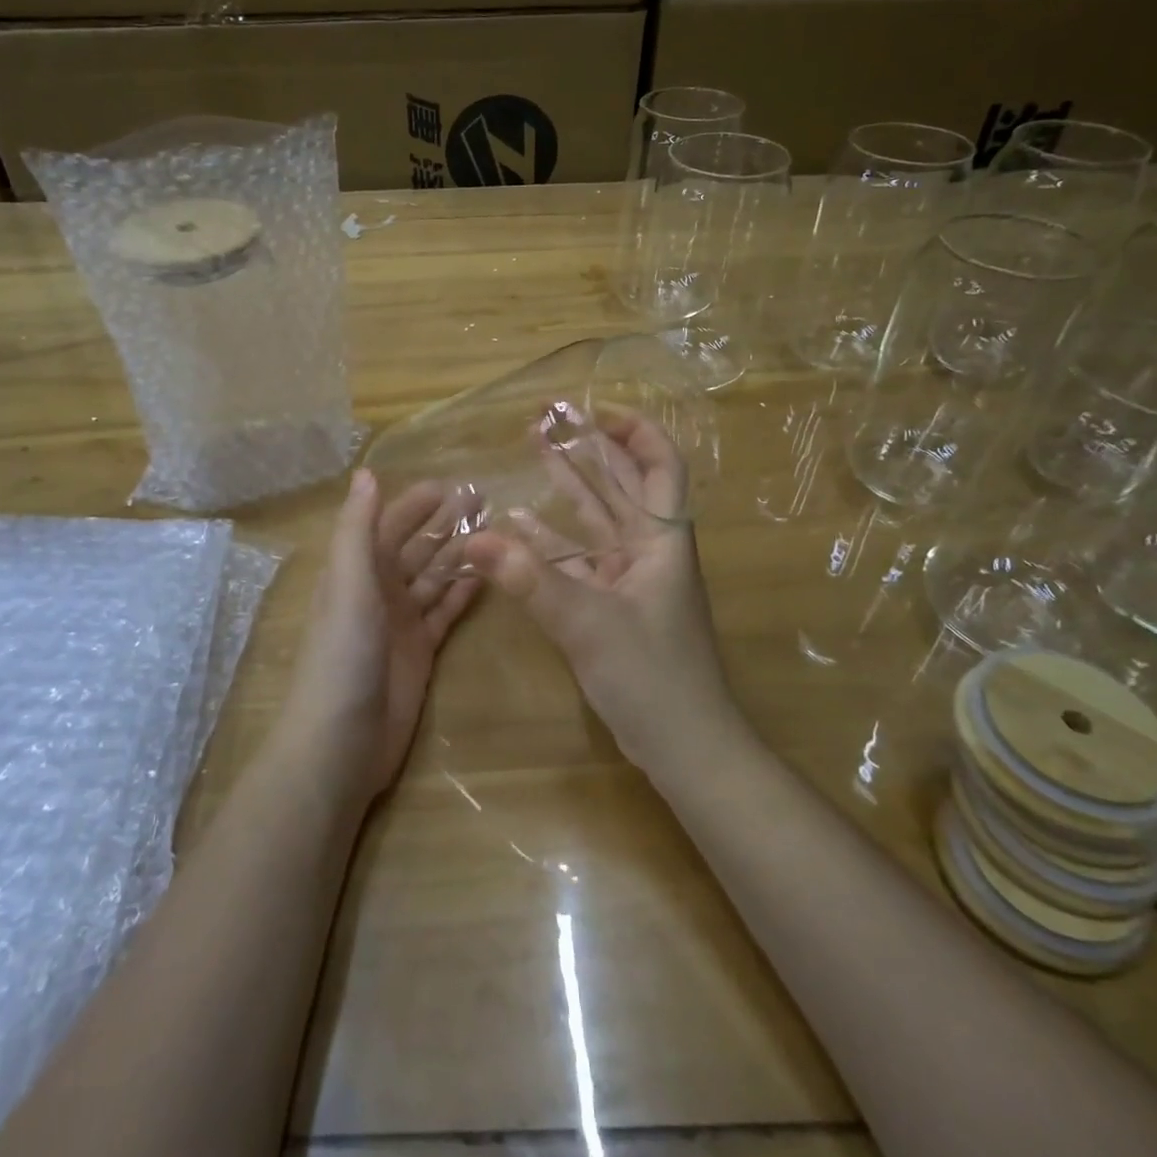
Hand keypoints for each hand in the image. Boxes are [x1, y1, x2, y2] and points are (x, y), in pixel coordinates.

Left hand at [278, 470, 480, 807]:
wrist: (341, 743)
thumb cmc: (343, 657)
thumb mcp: (348, 586)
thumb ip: (358, 530)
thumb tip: (366, 473)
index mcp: (357, 571)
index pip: (389, 525)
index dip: (416, 504)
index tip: (452, 484)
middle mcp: (379, 591)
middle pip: (417, 548)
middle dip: (446, 524)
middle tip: (486, 500)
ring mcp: (401, 622)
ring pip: (434, 578)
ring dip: (460, 554)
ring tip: (496, 532)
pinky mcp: (421, 651)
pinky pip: (445, 613)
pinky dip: (462, 594)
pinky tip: (487, 577)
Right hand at [464, 411, 741, 777]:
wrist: (684, 746)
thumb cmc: (651, 676)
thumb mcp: (587, 623)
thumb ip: (529, 580)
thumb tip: (472, 539)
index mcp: (662, 540)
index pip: (660, 466)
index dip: (634, 431)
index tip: (594, 410)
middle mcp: (649, 550)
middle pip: (623, 484)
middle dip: (589, 449)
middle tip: (548, 421)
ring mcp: (631, 578)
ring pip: (599, 519)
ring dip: (569, 486)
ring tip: (535, 450)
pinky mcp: (613, 605)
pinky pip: (580, 560)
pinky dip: (553, 541)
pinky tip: (519, 526)